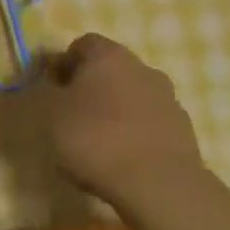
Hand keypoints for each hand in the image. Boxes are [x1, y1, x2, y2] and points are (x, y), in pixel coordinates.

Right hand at [25, 33, 209, 208]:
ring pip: (132, 96)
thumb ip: (46, 91)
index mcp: (108, 55)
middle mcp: (142, 68)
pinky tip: (123, 160)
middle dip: (91, 88)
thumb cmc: (95, 139)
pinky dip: (135, 134)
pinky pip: (150, 123)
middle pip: (110, 70)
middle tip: (72, 116)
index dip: (63, 64)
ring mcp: (168, 98)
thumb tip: (52, 82)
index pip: (82, 45)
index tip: (51, 90)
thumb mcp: (50, 114)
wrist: (158, 185)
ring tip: (99, 144)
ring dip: (116, 111)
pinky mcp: (183, 130)